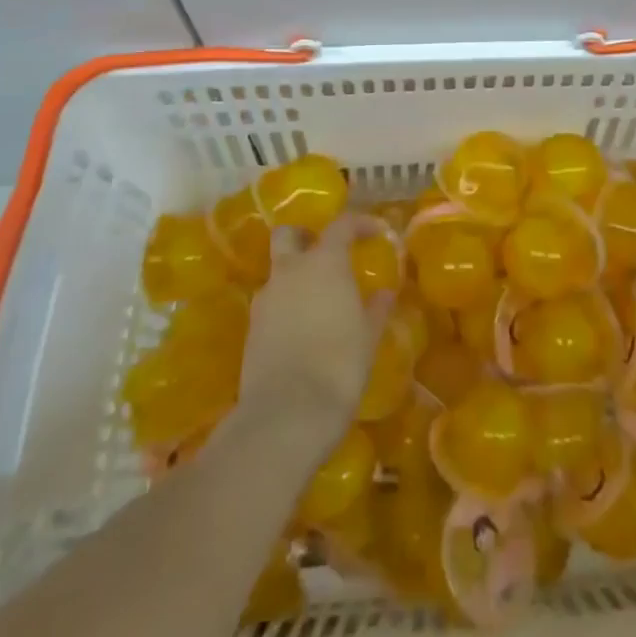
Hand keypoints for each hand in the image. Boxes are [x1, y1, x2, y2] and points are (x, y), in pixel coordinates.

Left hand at [240, 215, 390, 432]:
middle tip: (325, 252)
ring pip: (277, 271)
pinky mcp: (251, 328)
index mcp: (324, 263)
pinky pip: (271, 303)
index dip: (359, 223)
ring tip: (317, 300)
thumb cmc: (340, 364)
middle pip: (288, 235)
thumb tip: (384, 293)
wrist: (287, 413)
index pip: (341, 225)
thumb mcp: (368, 335)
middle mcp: (290, 271)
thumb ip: (376, 308)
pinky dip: (285, 305)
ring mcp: (265, 299)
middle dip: (304, 237)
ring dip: (294, 275)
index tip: (375, 231)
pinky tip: (301, 329)